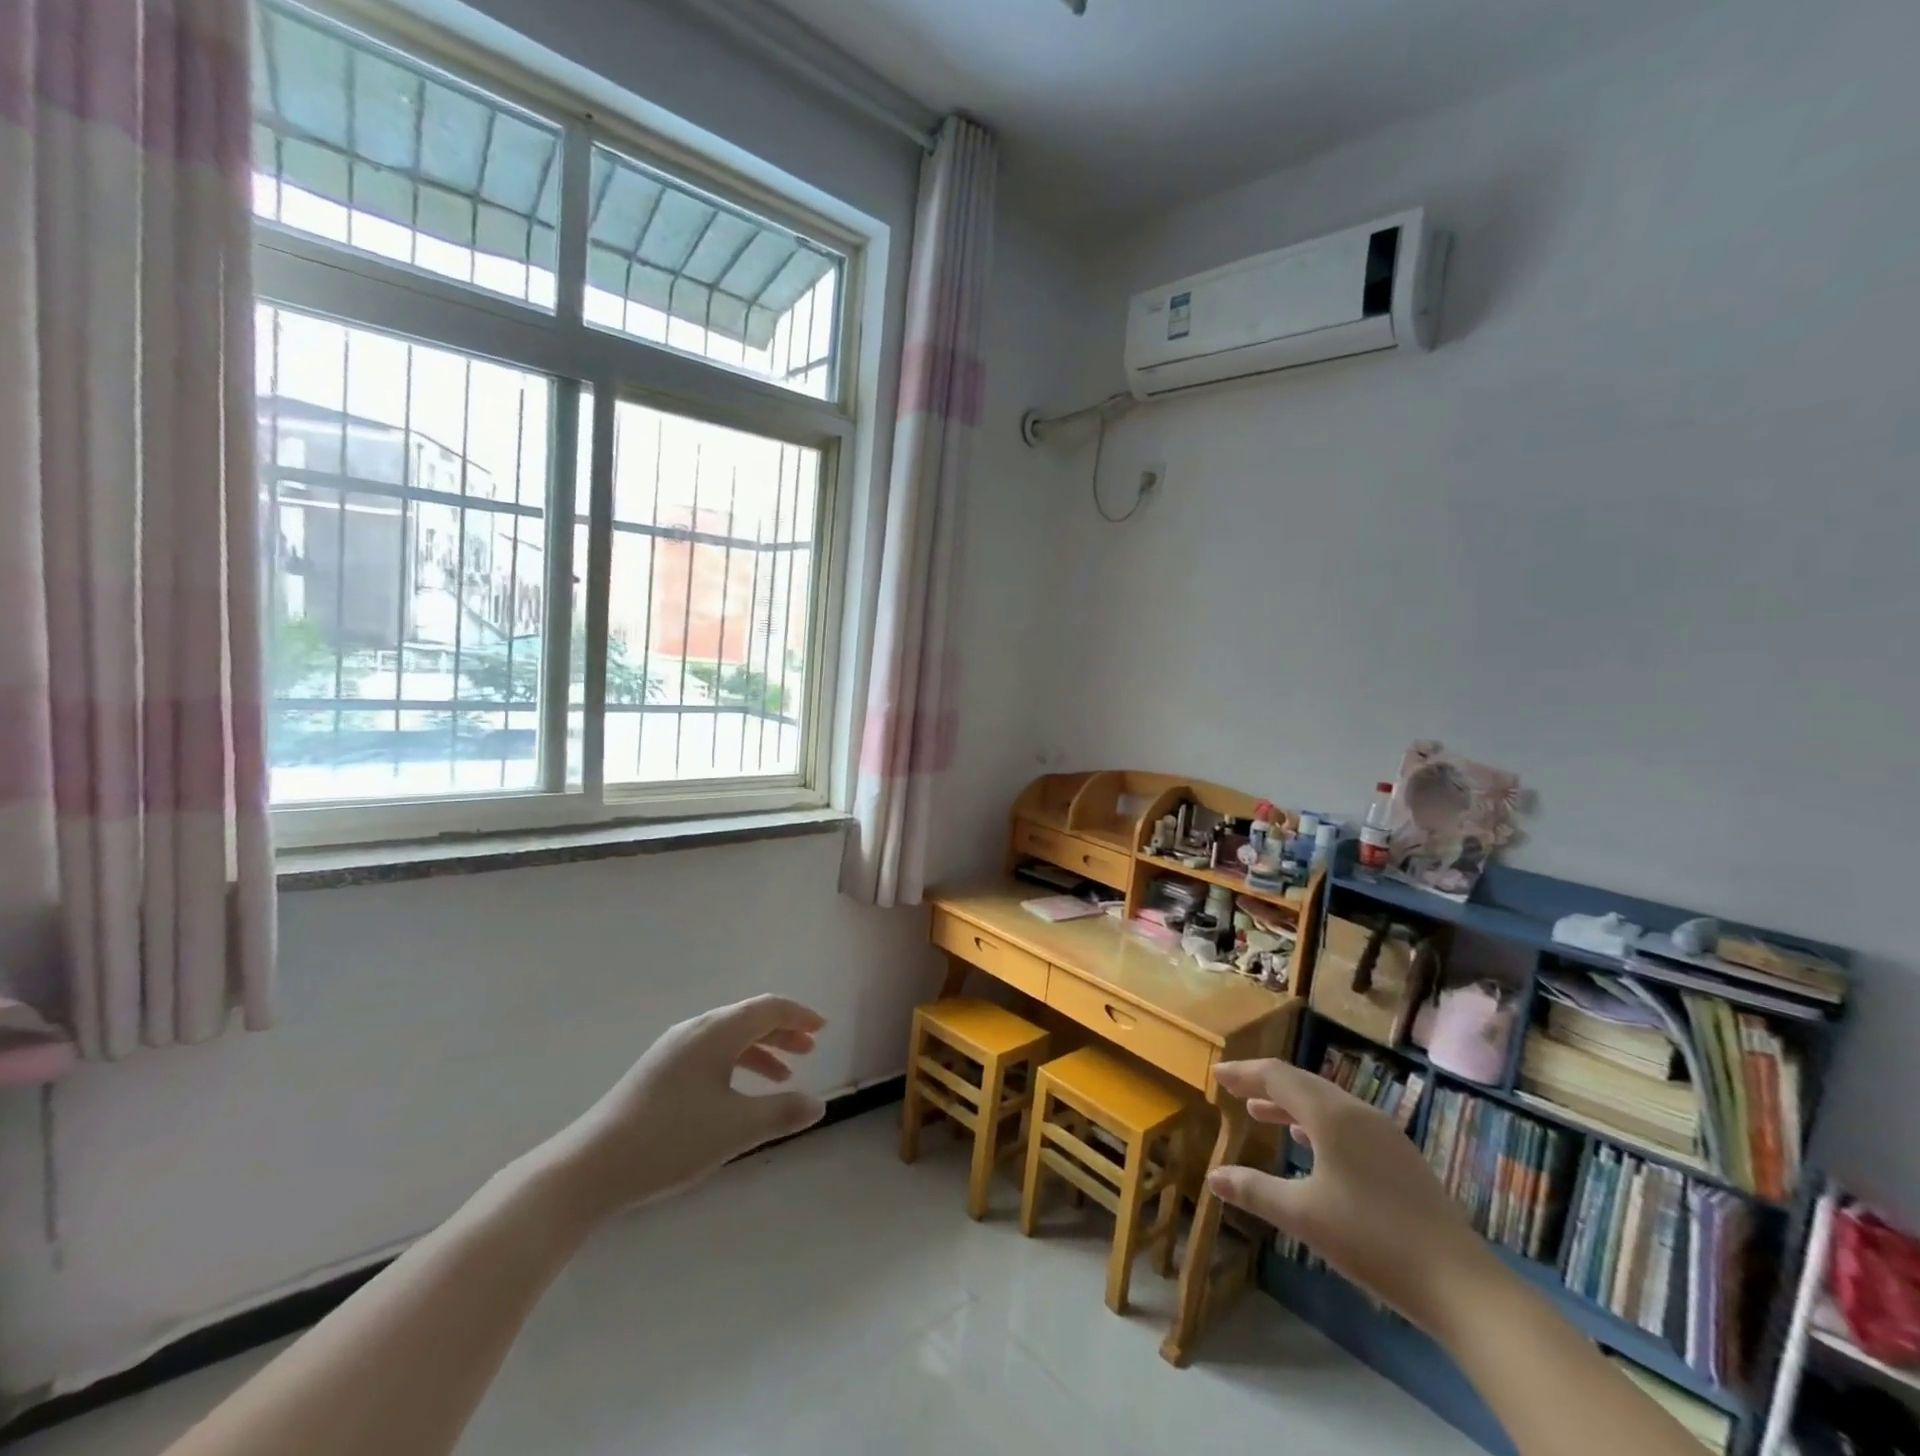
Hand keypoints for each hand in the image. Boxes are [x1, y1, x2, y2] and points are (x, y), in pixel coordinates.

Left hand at [543, 995, 827, 1222]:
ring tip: (784, 1075)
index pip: (768, 1008)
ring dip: (760, 1049)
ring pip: (729, 1037)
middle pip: (749, 1019)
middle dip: (782, 1031)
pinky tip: (739, 1094)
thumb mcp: (735, 1129)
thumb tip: (818, 1105)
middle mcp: (696, 1030)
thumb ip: (781, 1113)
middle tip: (810, 1049)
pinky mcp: (659, 1072)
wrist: (590, 1167)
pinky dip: (736, 1064)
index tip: (823, 1028)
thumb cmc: (670, 1140)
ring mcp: (673, 1050)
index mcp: (716, 1032)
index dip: (799, 1015)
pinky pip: (710, 1053)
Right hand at [1205, 1058, 1501, 1332]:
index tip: (1217, 1073)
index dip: (1244, 1072)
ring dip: (1290, 1104)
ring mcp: (1384, 1134)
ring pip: (1326, 1103)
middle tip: (1234, 1089)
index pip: (1277, 1076)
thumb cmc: (1372, 1240)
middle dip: (1264, 1084)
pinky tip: (1308, 1143)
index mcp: (1331, 1115)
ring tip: (1260, 1112)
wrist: (1461, 1285)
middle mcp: (1357, 1112)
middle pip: (1302, 1083)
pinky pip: (1346, 1122)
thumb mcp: (1303, 1216)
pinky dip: (1316, 1122)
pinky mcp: (1401, 1157)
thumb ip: (1255, 1190)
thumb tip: (1213, 1176)